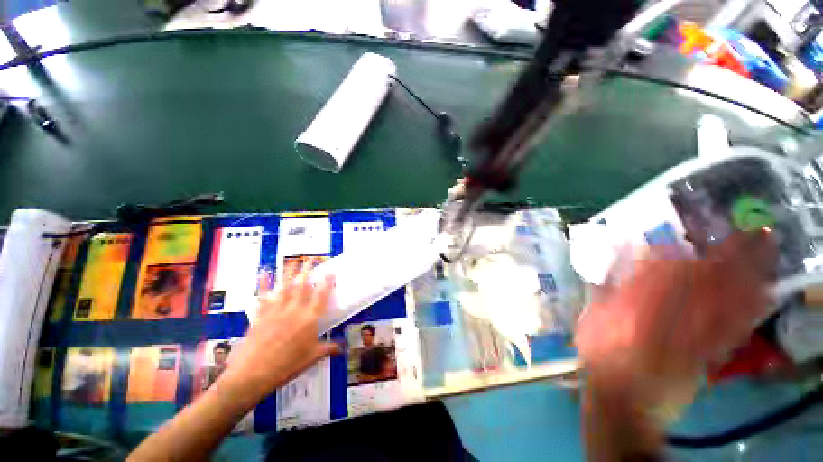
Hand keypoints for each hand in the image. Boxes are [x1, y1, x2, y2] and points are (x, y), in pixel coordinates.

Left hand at [217, 270, 339, 403]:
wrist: (253, 374)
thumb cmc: (287, 366)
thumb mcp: (311, 358)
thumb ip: (328, 349)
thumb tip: (342, 348)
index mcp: (309, 319)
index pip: (321, 296)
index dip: (327, 283)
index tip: (330, 272)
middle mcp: (295, 310)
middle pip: (303, 286)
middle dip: (307, 271)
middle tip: (311, 259)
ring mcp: (277, 310)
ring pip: (286, 287)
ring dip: (290, 272)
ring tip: (294, 261)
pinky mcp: (261, 314)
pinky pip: (264, 296)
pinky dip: (264, 283)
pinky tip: (265, 272)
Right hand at [576, 230, 776, 410]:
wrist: (624, 398)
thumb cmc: (601, 352)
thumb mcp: (592, 317)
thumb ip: (604, 287)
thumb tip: (614, 260)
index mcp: (640, 304)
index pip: (666, 268)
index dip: (687, 245)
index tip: (696, 226)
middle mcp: (674, 314)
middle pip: (711, 278)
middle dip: (733, 250)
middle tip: (753, 224)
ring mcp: (699, 333)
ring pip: (730, 298)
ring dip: (752, 271)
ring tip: (768, 246)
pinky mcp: (713, 351)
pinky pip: (738, 325)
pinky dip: (754, 307)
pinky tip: (767, 291)